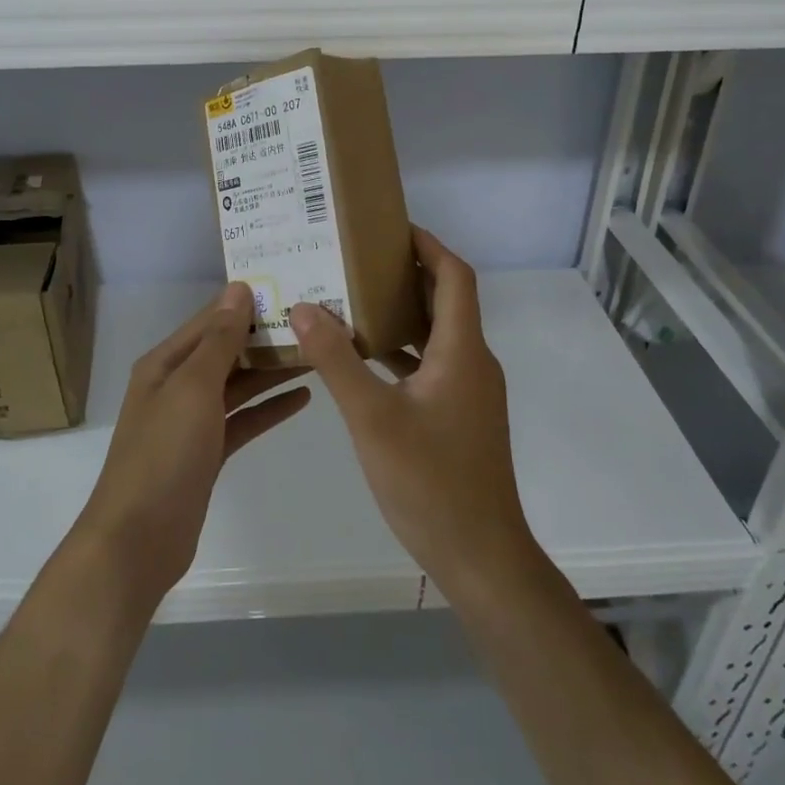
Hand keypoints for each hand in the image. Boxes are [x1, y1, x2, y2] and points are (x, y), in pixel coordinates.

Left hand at [76, 283, 310, 605]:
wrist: (138, 539)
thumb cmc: (164, 453)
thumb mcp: (193, 387)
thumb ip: (219, 339)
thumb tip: (238, 288)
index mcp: (165, 363)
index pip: (211, 320)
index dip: (246, 303)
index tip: (289, 287)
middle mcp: (177, 385)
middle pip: (227, 351)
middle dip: (265, 337)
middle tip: (315, 322)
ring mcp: (192, 421)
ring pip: (239, 385)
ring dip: (272, 371)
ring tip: (317, 354)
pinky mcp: (207, 453)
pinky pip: (243, 420)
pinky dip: (269, 408)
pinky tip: (303, 398)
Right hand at [288, 229, 540, 600]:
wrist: (479, 555)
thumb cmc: (429, 481)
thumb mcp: (372, 418)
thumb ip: (337, 361)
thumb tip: (305, 307)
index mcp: (462, 351)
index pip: (455, 277)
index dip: (428, 245)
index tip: (390, 229)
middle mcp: (473, 363)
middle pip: (447, 301)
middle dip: (407, 274)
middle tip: (357, 260)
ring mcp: (470, 392)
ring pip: (438, 335)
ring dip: (402, 314)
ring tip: (352, 300)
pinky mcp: (461, 417)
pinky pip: (432, 366)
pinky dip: (402, 352)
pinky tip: (365, 360)